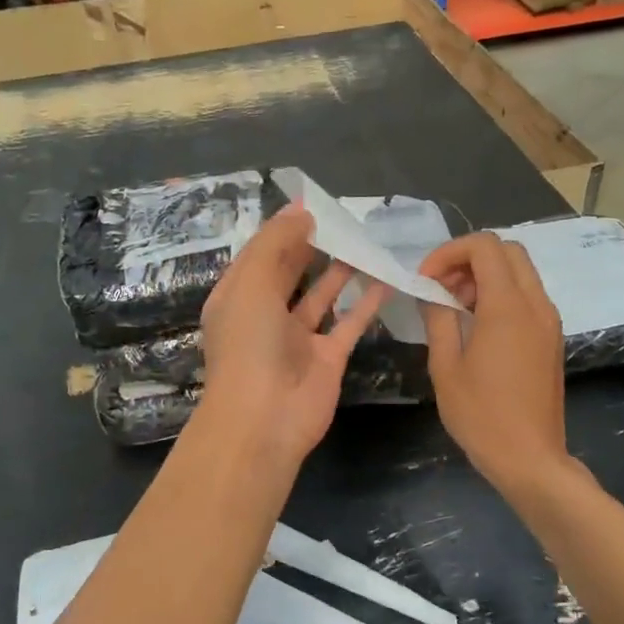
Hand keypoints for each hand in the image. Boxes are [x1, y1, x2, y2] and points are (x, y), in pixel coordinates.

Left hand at [198, 207, 384, 465]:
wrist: (264, 419)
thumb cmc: (248, 345)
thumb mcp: (251, 284)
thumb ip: (275, 245)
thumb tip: (300, 214)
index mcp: (238, 297)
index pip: (259, 255)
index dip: (282, 229)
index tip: (311, 204)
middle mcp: (266, 316)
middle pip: (290, 272)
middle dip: (312, 246)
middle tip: (343, 218)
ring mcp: (297, 339)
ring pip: (321, 296)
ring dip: (341, 270)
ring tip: (364, 240)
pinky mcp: (327, 358)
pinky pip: (349, 323)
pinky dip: (366, 302)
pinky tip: (384, 278)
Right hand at [417, 233, 568, 496]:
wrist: (530, 458)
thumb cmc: (481, 415)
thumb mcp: (445, 366)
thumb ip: (438, 319)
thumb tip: (431, 292)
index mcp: (508, 307)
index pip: (485, 247)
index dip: (449, 252)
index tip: (426, 279)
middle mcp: (536, 305)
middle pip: (508, 252)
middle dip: (469, 259)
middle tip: (441, 288)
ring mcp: (549, 322)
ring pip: (520, 273)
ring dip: (485, 277)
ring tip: (454, 308)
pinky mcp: (552, 339)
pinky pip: (528, 297)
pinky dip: (501, 296)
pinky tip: (476, 327)